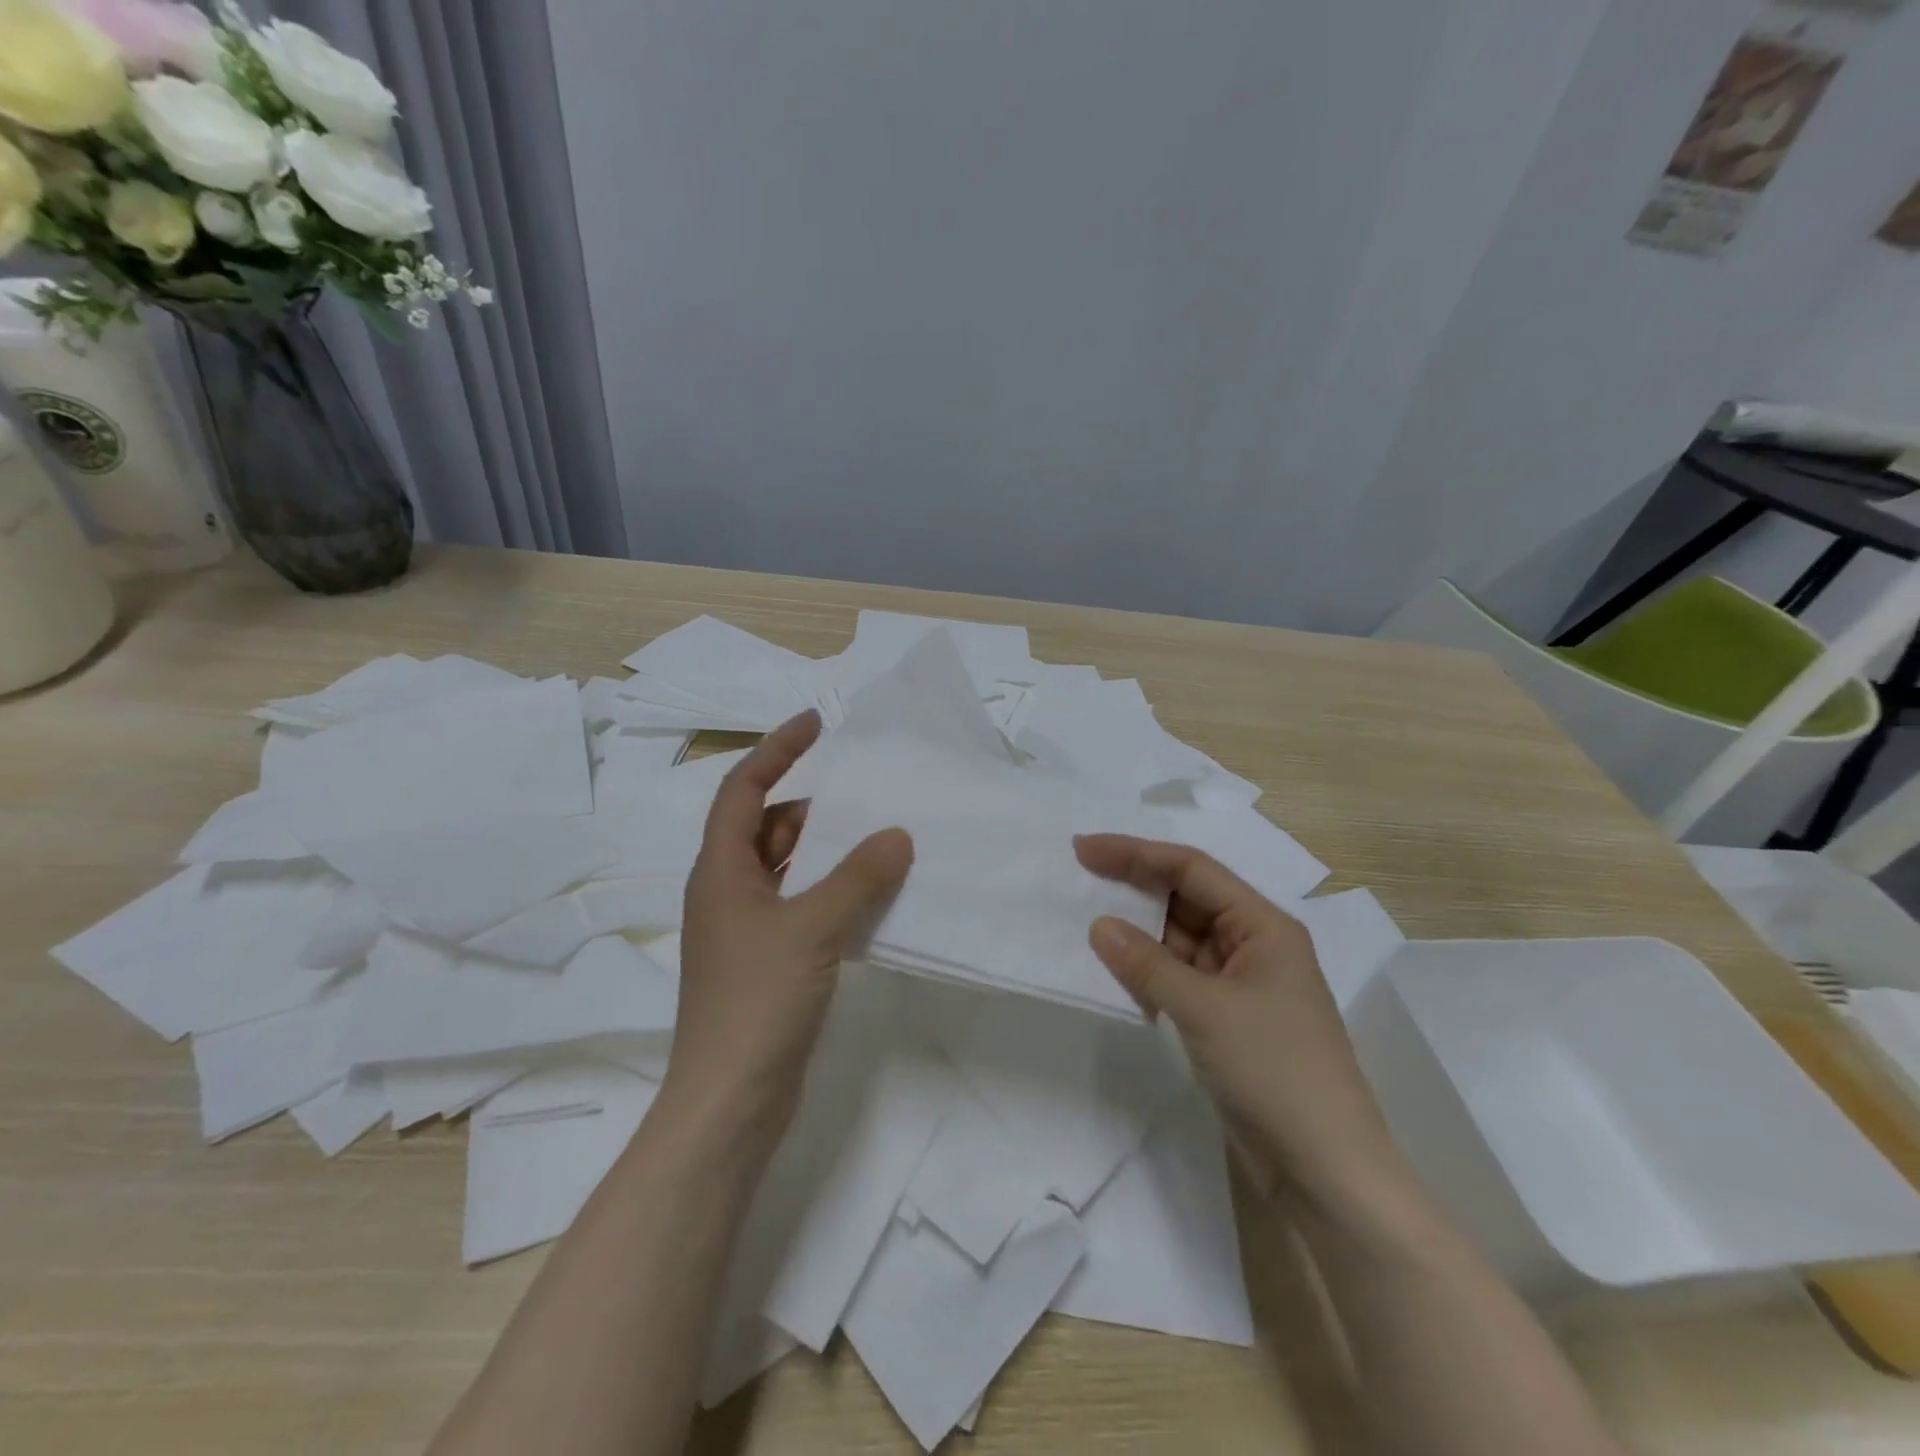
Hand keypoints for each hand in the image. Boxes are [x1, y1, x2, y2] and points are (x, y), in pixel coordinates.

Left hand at [665, 711, 913, 1148]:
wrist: (730, 1103)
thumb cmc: (756, 1002)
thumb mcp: (811, 929)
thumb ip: (857, 878)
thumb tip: (897, 834)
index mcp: (720, 871)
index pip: (744, 790)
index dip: (776, 750)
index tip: (818, 723)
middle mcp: (729, 892)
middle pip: (768, 827)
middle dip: (814, 805)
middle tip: (867, 793)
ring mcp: (748, 930)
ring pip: (790, 869)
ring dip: (829, 851)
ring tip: (881, 838)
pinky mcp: (770, 962)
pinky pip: (805, 906)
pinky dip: (835, 892)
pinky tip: (874, 896)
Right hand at [1075, 834, 1403, 1207]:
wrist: (1326, 1172)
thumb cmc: (1275, 1072)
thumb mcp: (1205, 1010)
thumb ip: (1147, 964)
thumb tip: (1099, 925)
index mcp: (1263, 926)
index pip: (1192, 870)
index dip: (1136, 853)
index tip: (1085, 849)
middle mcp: (1254, 944)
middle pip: (1187, 899)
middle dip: (1135, 885)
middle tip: (1080, 874)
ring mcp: (1241, 984)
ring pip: (1180, 939)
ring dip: (1139, 931)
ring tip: (1087, 918)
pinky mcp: (1228, 1019)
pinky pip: (1180, 977)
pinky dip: (1149, 971)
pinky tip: (1117, 971)